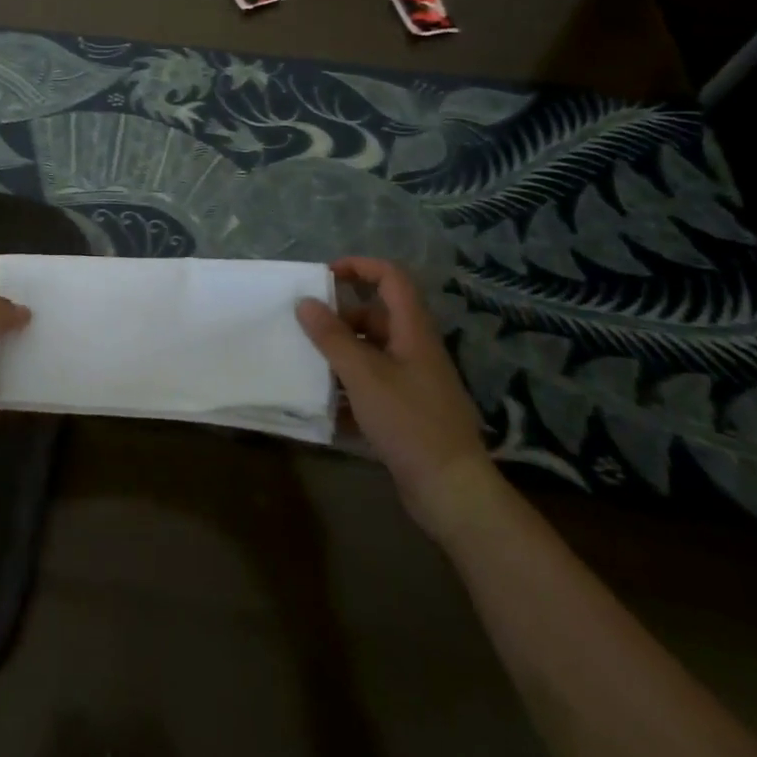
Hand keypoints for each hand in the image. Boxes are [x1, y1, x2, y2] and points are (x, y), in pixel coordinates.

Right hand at [297, 257, 504, 541]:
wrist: (451, 490)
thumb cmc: (409, 421)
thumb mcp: (363, 375)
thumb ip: (331, 336)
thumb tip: (305, 302)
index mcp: (413, 331)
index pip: (391, 278)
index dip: (359, 267)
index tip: (324, 276)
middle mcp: (416, 349)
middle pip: (376, 315)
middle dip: (340, 318)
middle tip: (307, 328)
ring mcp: (414, 381)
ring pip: (372, 351)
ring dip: (341, 353)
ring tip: (308, 364)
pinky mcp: (408, 410)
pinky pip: (373, 383)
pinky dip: (350, 386)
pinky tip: (325, 403)